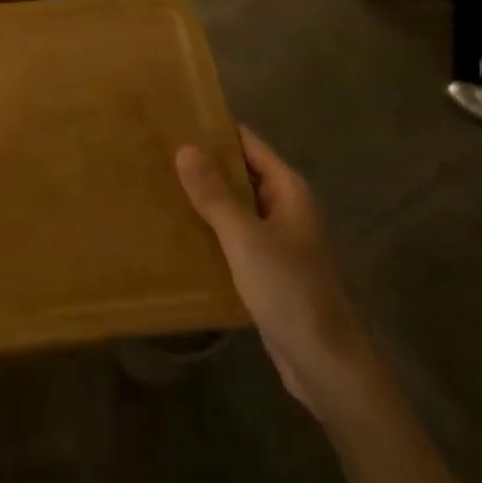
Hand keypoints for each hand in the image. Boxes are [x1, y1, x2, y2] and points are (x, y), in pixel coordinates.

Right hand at [176, 128, 368, 419]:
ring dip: (207, 201)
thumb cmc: (288, 289)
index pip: (249, 145)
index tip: (177, 122)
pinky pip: (236, 238)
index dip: (216, 132)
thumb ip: (215, 194)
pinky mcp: (269, 269)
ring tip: (161, 190)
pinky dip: (213, 232)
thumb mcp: (245, 237)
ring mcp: (279, 240)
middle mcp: (286, 208)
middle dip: (206, 166)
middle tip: (158, 156)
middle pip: (243, 174)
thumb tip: (185, 148)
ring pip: (238, 208)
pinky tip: (180, 235)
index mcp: (288, 190)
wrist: (323, 360)